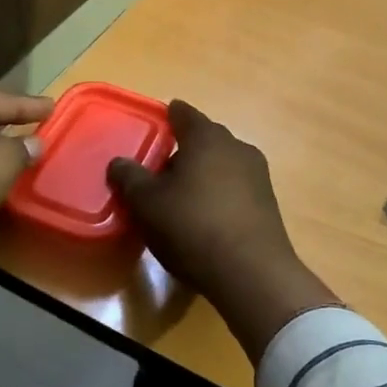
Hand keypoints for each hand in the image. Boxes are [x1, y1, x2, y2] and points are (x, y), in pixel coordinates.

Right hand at [108, 101, 336, 363]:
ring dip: (203, 174)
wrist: (251, 272)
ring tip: (181, 197)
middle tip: (160, 170)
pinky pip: (236, 188)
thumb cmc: (192, 226)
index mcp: (206, 137)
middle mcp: (236, 147)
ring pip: (222, 164)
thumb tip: (118, 162)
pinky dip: (219, 195)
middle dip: (184, 150)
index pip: (184, 114)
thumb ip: (129, 178)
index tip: (157, 123)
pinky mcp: (268, 203)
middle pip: (205, 139)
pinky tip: (206, 218)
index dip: (168, 117)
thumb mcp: (147, 203)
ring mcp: (258, 175)